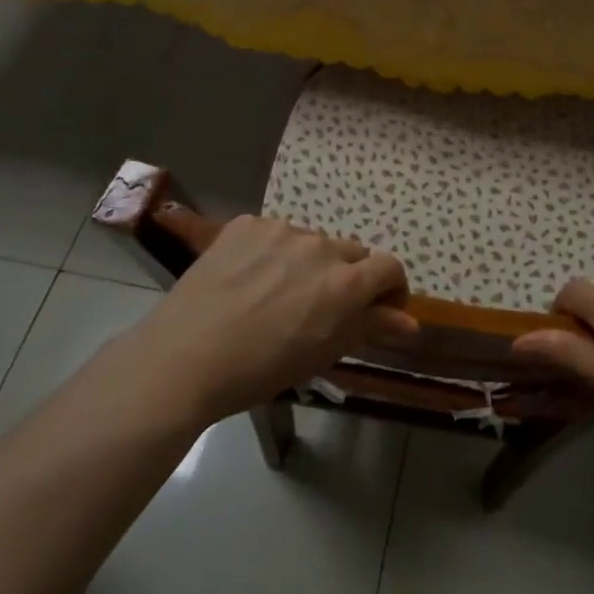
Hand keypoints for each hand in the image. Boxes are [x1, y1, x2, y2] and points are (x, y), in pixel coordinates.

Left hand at [133, 211, 412, 422]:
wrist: (182, 359)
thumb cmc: (260, 370)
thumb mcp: (323, 353)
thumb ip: (371, 327)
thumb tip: (411, 322)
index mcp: (345, 282)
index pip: (389, 267)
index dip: (391, 288)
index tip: (379, 308)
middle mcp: (320, 246)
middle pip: (352, 254)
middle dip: (348, 278)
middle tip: (320, 308)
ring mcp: (281, 230)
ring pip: (312, 243)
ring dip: (308, 264)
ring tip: (276, 295)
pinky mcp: (247, 223)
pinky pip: (274, 234)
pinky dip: (272, 253)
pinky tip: (248, 280)